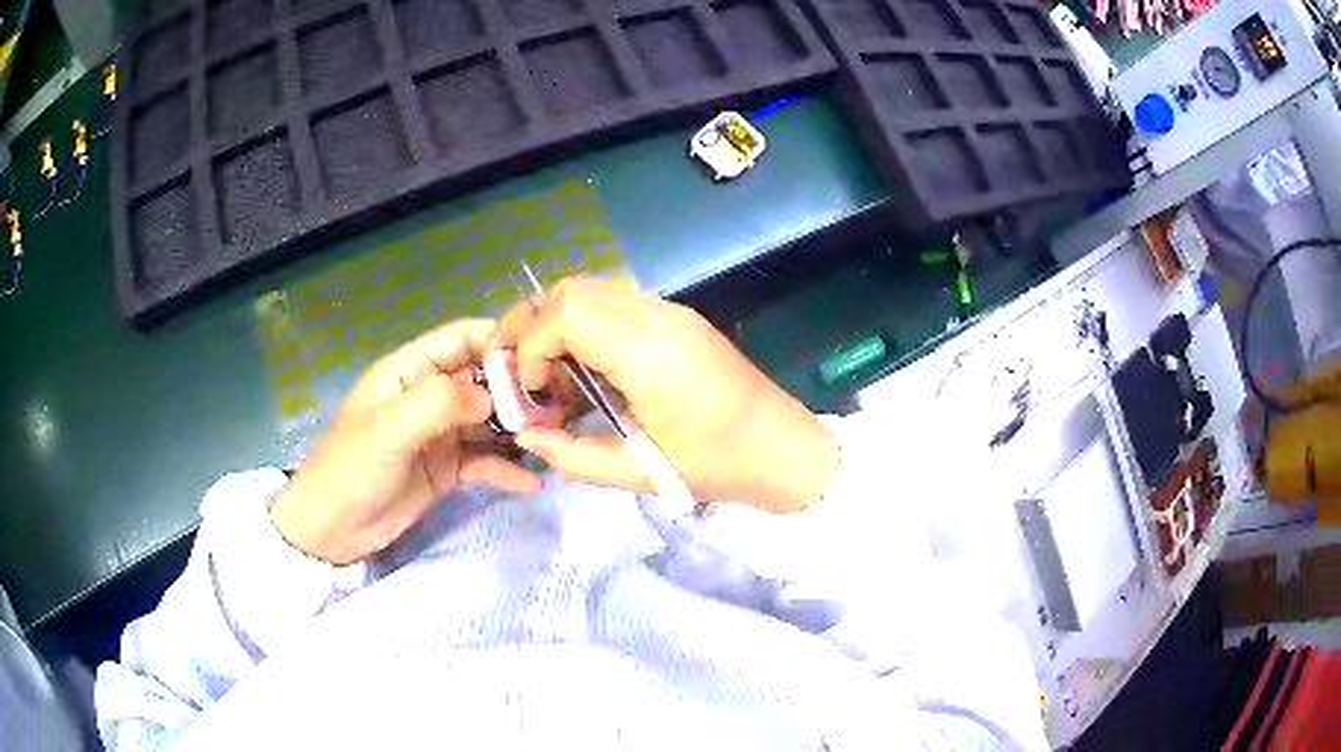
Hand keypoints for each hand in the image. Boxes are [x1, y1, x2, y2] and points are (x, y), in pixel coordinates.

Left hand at [270, 320, 539, 564]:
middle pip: (481, 379)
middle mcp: (427, 397)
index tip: (540, 356)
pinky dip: (506, 470)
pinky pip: (483, 462)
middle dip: (518, 389)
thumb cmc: (351, 469)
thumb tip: (493, 396)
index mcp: (408, 371)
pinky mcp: (445, 470)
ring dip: (517, 430)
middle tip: (558, 406)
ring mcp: (438, 435)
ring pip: (487, 422)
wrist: (331, 530)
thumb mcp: (389, 429)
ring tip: (552, 441)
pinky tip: (531, 482)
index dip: (497, 340)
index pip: (460, 339)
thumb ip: (439, 402)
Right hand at [492, 278, 837, 512]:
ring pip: (591, 289)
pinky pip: (614, 302)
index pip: (565, 314)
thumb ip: (571, 456)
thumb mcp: (638, 473)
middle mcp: (657, 317)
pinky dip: (583, 325)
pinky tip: (586, 368)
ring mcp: (671, 311)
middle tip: (520, 373)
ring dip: (556, 323)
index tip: (532, 392)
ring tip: (550, 375)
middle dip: (531, 325)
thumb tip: (524, 435)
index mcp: (649, 353)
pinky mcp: (678, 317)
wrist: (782, 449)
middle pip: (571, 290)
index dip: (531, 347)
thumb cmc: (717, 466)